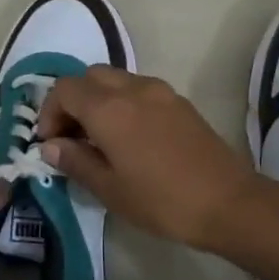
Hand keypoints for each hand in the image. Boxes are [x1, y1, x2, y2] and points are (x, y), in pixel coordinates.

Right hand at [35, 66, 259, 249]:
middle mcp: (132, 88)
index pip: (64, 90)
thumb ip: (75, 161)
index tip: (50, 144)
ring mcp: (160, 91)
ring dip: (99, 100)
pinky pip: (139, 89)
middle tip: (72, 138)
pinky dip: (123, 103)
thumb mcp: (110, 189)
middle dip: (73, 102)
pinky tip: (130, 138)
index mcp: (109, 108)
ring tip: (100, 139)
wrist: (228, 202)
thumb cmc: (162, 200)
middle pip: (89, 77)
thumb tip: (51, 146)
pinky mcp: (179, 101)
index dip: (49, 113)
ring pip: (115, 79)